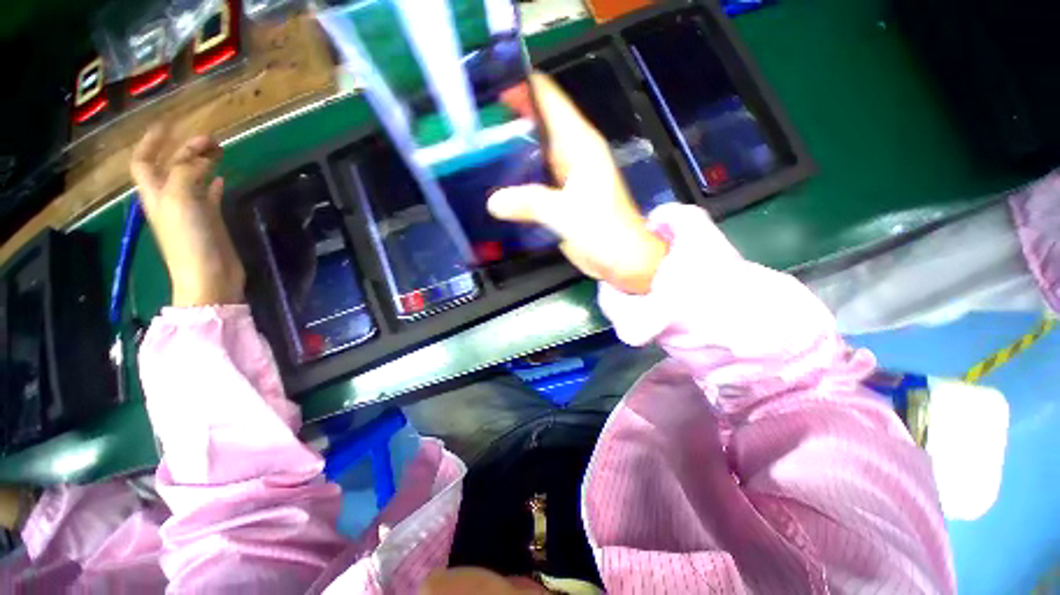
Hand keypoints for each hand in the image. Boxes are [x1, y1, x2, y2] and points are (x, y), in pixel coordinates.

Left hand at [130, 125, 244, 306]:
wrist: (209, 275)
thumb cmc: (189, 239)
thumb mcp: (180, 199)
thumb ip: (186, 173)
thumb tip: (201, 159)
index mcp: (156, 192)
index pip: (144, 161)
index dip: (151, 142)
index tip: (169, 125)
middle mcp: (170, 198)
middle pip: (172, 166)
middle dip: (186, 149)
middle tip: (210, 138)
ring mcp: (191, 211)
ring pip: (192, 178)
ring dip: (202, 163)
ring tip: (220, 152)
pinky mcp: (210, 221)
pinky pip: (209, 195)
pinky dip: (214, 183)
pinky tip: (223, 177)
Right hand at [490, 73, 666, 294]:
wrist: (622, 259)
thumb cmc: (604, 230)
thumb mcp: (567, 213)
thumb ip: (529, 203)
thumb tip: (492, 202)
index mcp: (580, 144)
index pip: (548, 99)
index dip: (520, 87)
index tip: (485, 88)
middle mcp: (572, 153)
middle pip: (536, 124)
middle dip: (506, 120)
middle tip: (470, 124)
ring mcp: (566, 176)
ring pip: (533, 152)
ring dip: (509, 151)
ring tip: (474, 149)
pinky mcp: (560, 197)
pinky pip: (534, 179)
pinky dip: (517, 178)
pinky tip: (495, 182)